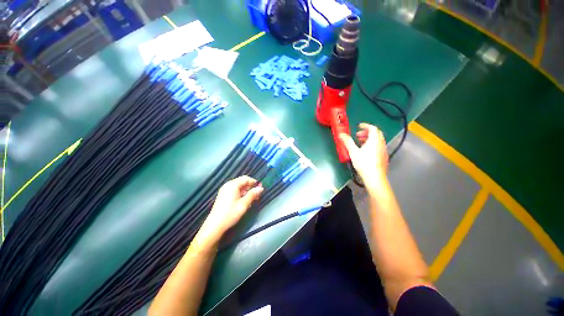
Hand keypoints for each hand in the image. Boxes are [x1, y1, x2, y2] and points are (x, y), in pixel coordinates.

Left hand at [199, 176, 263, 242]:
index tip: (260, 189)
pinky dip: (241, 194)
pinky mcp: (223, 195)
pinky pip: (235, 191)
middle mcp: (228, 185)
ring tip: (251, 200)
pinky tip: (244, 202)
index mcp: (232, 185)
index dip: (254, 182)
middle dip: (250, 187)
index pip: (246, 179)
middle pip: (242, 182)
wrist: (215, 226)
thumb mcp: (244, 204)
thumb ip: (253, 194)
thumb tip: (261, 188)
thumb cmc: (230, 214)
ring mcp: (225, 190)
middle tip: (257, 196)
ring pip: (239, 187)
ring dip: (246, 192)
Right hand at [340, 123, 388, 187]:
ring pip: (378, 140)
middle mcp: (381, 144)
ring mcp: (383, 150)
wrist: (374, 177)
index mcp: (374, 140)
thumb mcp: (353, 152)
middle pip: (376, 134)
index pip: (373, 128)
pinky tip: (365, 152)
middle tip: (358, 135)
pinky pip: (378, 146)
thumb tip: (341, 134)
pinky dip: (372, 145)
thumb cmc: (364, 163)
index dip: (366, 125)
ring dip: (369, 139)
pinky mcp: (384, 157)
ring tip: (360, 143)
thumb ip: (347, 142)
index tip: (359, 126)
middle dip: (367, 132)